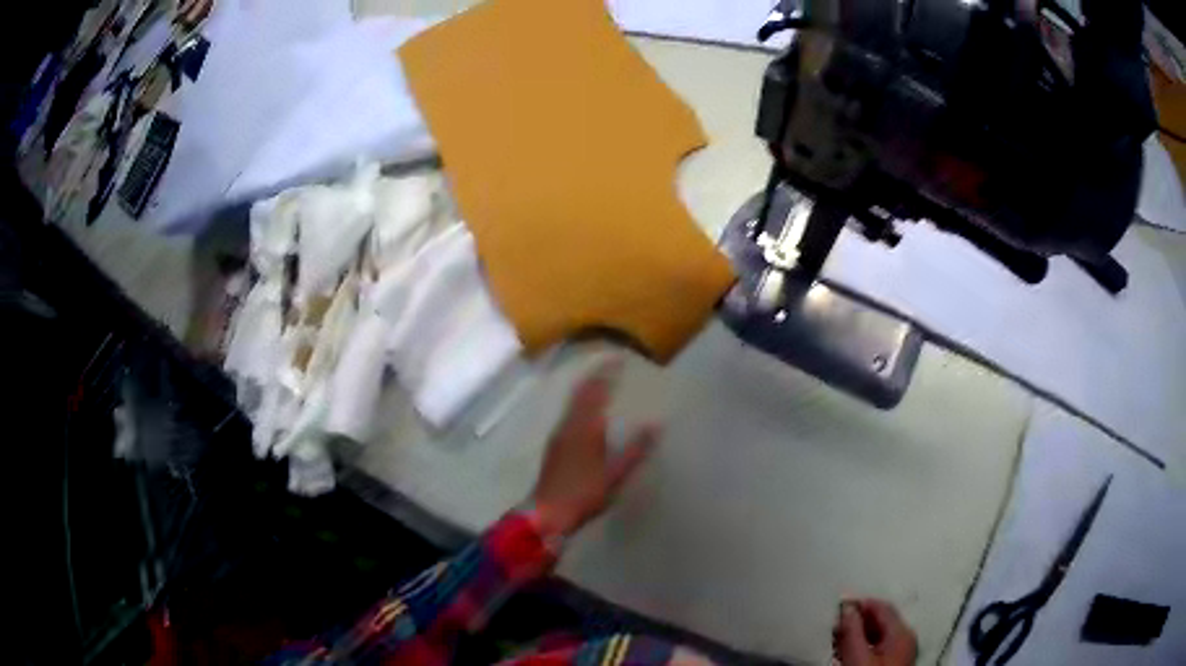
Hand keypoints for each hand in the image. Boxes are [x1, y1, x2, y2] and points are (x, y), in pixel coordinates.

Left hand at [531, 358, 659, 538]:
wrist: (546, 513)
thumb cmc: (583, 495)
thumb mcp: (615, 475)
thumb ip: (635, 450)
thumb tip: (655, 425)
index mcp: (585, 429)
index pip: (596, 392)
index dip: (606, 374)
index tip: (618, 358)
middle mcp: (568, 425)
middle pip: (581, 393)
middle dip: (595, 377)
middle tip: (610, 364)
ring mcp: (558, 435)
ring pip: (572, 402)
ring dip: (585, 388)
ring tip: (600, 380)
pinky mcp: (554, 445)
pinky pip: (568, 412)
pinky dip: (579, 402)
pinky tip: (584, 410)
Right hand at [833, 599, 917, 665]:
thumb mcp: (858, 657)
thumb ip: (852, 632)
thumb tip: (846, 608)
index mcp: (902, 633)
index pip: (881, 607)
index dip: (859, 603)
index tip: (838, 606)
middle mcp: (905, 638)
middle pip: (880, 620)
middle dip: (857, 620)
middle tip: (834, 625)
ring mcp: (899, 652)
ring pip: (877, 634)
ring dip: (857, 633)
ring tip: (836, 639)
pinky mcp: (892, 663)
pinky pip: (876, 646)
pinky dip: (861, 645)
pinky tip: (846, 652)